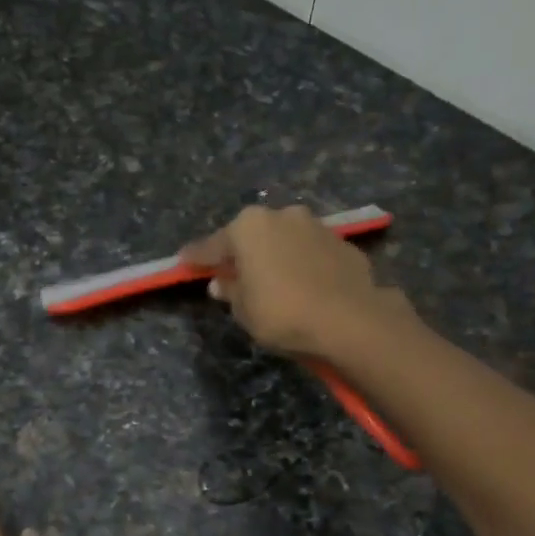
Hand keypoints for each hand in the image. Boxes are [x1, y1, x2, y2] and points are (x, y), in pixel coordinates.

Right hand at [180, 204, 408, 358]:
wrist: (350, 319)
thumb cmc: (283, 313)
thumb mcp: (245, 310)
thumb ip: (231, 291)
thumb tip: (222, 282)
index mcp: (248, 227)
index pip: (213, 245)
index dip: (197, 257)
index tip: (184, 261)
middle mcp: (282, 216)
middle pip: (252, 236)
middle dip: (242, 253)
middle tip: (232, 273)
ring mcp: (316, 226)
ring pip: (285, 240)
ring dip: (275, 256)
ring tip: (272, 280)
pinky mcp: (342, 243)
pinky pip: (310, 253)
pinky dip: (302, 265)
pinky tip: (303, 285)